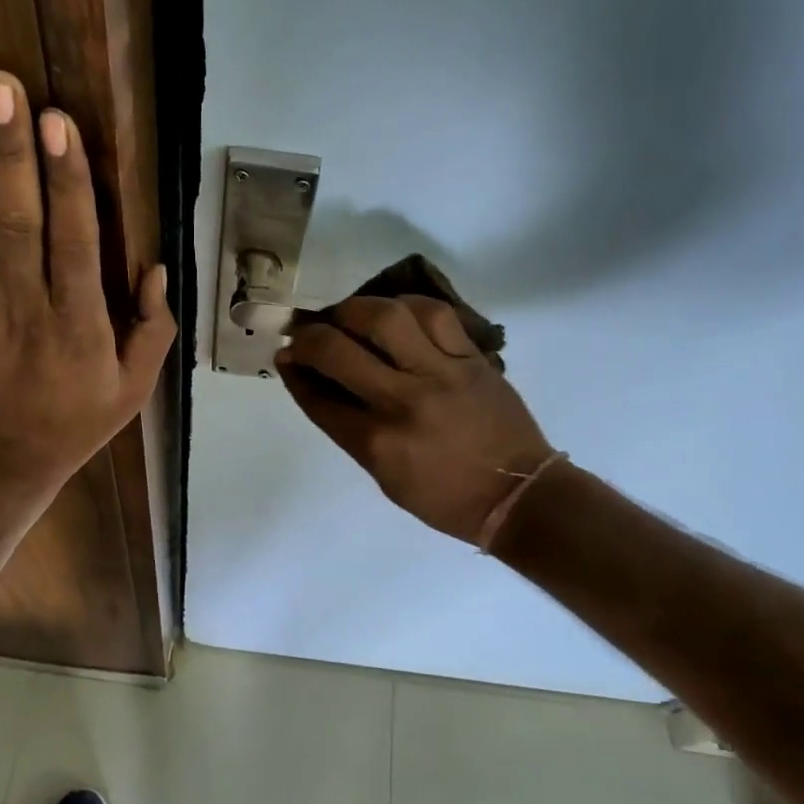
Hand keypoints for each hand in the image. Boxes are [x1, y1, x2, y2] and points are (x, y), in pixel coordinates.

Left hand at [0, 71, 173, 495]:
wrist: (0, 459)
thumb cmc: (77, 420)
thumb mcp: (134, 389)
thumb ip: (152, 329)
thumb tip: (156, 266)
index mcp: (80, 329)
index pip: (73, 244)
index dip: (66, 181)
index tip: (58, 123)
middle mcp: (27, 311)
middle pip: (17, 222)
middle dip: (10, 151)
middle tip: (2, 87)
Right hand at [277, 296, 553, 543]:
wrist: (517, 494)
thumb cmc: (444, 497)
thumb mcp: (385, 476)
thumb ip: (351, 430)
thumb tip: (319, 385)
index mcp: (378, 443)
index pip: (318, 397)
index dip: (294, 371)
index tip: (286, 356)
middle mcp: (404, 402)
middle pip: (339, 350)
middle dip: (309, 335)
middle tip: (307, 333)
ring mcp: (441, 374)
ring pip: (387, 317)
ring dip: (355, 309)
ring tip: (349, 315)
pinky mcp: (472, 359)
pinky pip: (435, 314)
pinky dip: (407, 306)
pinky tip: (396, 312)